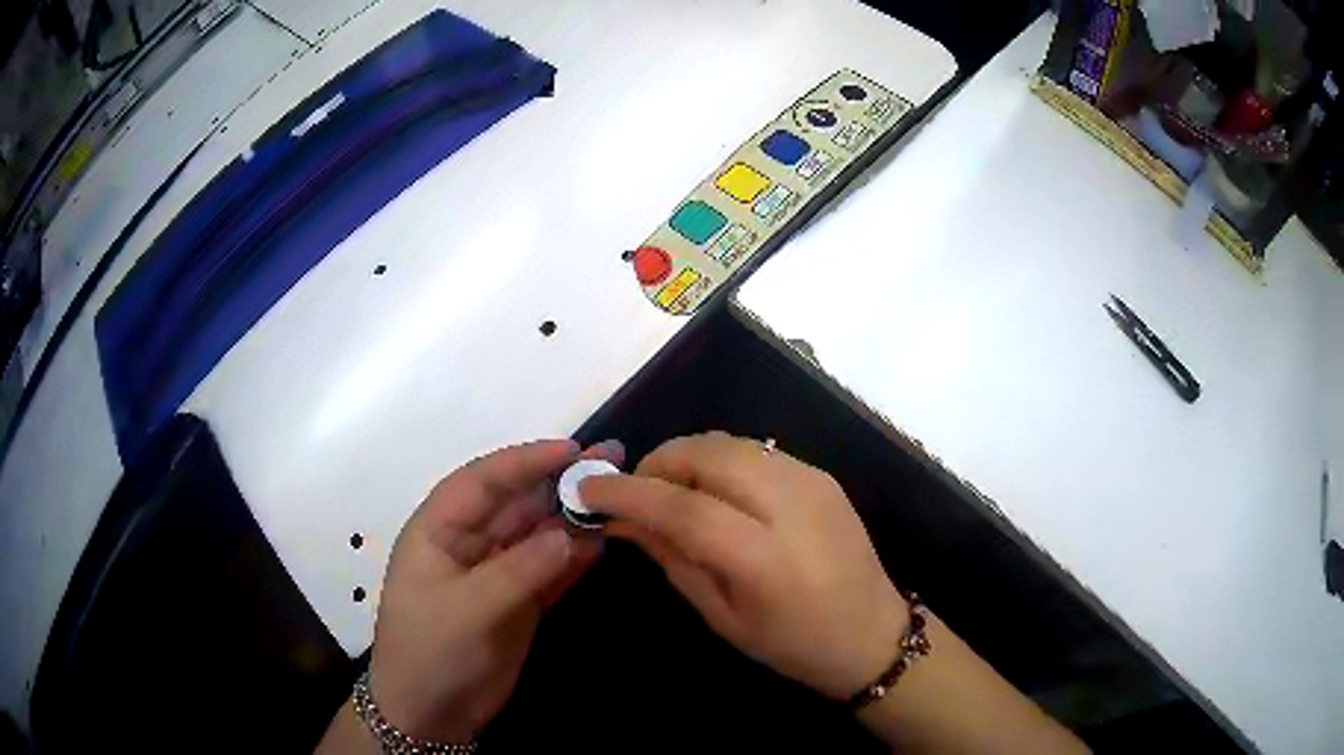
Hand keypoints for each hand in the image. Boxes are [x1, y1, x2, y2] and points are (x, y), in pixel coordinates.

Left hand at [367, 439, 621, 742]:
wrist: (431, 713)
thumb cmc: (431, 651)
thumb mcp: (467, 610)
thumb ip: (518, 571)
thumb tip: (570, 535)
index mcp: (439, 530)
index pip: (482, 482)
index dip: (524, 462)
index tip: (571, 450)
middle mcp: (469, 543)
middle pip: (516, 503)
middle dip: (559, 483)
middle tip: (610, 461)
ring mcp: (497, 573)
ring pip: (538, 534)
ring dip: (573, 518)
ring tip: (618, 496)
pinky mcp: (519, 601)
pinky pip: (551, 570)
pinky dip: (575, 558)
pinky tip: (603, 543)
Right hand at [581, 432, 905, 700]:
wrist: (872, 633)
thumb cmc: (793, 644)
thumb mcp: (722, 617)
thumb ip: (672, 560)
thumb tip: (623, 520)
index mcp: (763, 557)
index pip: (681, 506)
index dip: (629, 492)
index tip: (588, 490)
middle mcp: (790, 505)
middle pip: (707, 453)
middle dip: (658, 462)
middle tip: (635, 492)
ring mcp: (811, 481)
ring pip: (730, 442)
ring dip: (687, 457)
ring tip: (671, 491)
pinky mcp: (821, 474)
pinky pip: (755, 450)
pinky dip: (720, 461)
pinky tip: (715, 492)